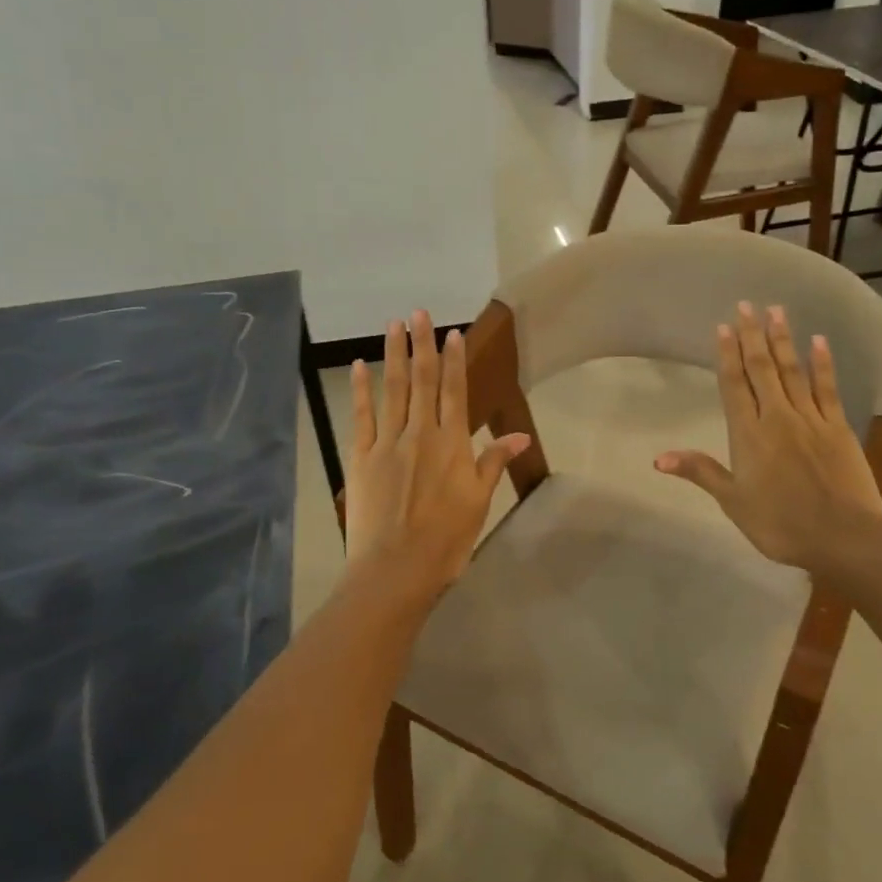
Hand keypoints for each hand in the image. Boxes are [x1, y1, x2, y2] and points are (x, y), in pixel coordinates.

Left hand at [343, 312, 529, 594]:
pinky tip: (359, 367)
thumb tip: (522, 435)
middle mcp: (420, 433)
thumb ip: (494, 461)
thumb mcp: (479, 502)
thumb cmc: (446, 540)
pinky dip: (360, 389)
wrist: (395, 569)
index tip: (452, 333)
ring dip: (393, 355)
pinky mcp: (361, 457)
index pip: (454, 391)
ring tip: (393, 325)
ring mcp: (387, 443)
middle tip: (418, 312)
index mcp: (451, 444)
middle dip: (421, 344)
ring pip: (392, 390)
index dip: (453, 360)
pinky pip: (362, 416)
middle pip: (422, 381)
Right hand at [655, 303, 881, 579]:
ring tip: (776, 311)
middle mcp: (777, 417)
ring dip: (783, 340)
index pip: (734, 386)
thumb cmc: (779, 524)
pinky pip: (827, 388)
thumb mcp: (732, 502)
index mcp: (748, 435)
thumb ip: (700, 472)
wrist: (842, 537)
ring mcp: (810, 419)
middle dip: (752, 336)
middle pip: (762, 370)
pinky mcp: (838, 427)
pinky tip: (818, 341)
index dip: (727, 355)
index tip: (723, 327)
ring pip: (793, 371)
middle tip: (746, 305)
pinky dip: (822, 363)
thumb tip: (658, 458)